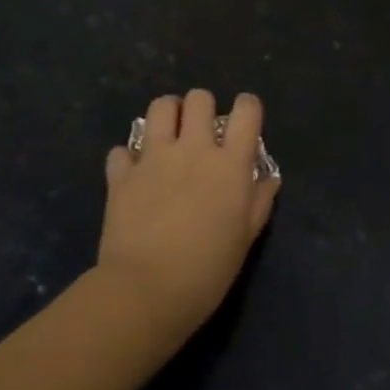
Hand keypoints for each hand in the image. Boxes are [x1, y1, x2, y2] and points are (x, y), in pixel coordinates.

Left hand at [96, 89, 280, 343]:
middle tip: (200, 132)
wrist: (146, 291)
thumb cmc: (207, 271)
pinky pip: (122, 150)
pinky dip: (128, 158)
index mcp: (230, 164)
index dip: (247, 108)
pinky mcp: (121, 174)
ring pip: (160, 107)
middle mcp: (193, 149)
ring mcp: (153, 157)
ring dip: (167, 115)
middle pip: (199, 98)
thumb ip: (258, 202)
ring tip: (167, 136)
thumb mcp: (245, 240)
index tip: (243, 122)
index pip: (246, 111)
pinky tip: (134, 174)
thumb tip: (268, 178)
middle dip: (202, 107)